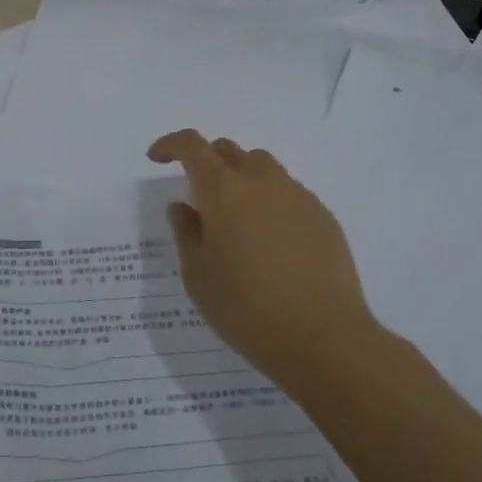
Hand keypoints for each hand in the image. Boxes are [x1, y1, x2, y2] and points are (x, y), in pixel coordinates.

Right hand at [147, 130, 383, 391]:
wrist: (324, 337)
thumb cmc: (246, 309)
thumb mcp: (198, 276)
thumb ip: (186, 232)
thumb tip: (183, 205)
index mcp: (223, 190)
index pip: (192, 145)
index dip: (171, 144)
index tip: (158, 158)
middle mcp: (261, 181)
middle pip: (229, 151)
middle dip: (208, 162)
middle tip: (199, 195)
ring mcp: (297, 195)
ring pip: (262, 168)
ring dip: (242, 179)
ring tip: (238, 218)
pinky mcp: (322, 215)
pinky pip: (288, 193)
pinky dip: (270, 202)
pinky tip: (272, 242)